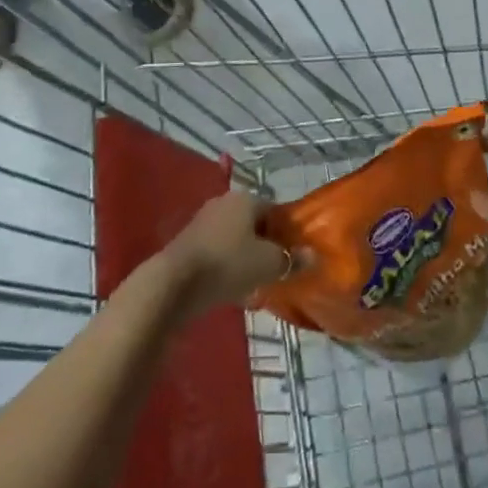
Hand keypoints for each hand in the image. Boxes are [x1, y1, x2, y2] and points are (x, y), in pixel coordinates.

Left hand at [161, 191, 289, 317]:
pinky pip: (218, 252)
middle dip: (265, 246)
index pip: (275, 210)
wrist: (174, 283)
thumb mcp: (269, 264)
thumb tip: (313, 255)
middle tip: (276, 270)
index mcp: (245, 199)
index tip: (292, 255)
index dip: (286, 232)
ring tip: (256, 283)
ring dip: (246, 258)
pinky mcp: (188, 243)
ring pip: (235, 239)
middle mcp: (223, 203)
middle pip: (254, 224)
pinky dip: (227, 266)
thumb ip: (292, 259)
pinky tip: (232, 288)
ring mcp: (202, 221)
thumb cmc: (228, 264)